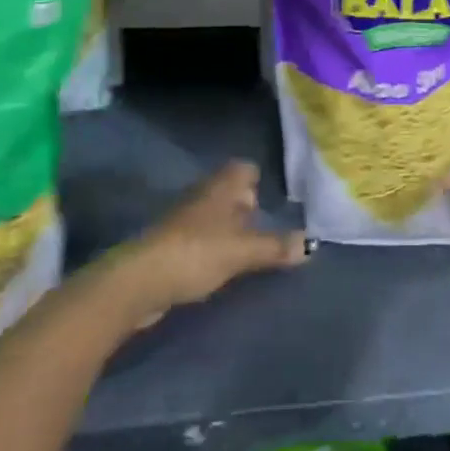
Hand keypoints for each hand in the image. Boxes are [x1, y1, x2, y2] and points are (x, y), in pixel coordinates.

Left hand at [113, 161, 308, 327]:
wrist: (139, 282)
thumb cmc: (196, 253)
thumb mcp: (242, 251)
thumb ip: (275, 247)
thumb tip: (310, 244)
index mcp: (221, 187)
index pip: (243, 168)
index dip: (258, 180)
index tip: (274, 200)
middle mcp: (203, 196)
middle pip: (229, 192)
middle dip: (246, 206)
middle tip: (267, 227)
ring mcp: (184, 220)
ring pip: (214, 215)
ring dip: (229, 229)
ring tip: (249, 250)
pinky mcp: (171, 245)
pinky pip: (201, 238)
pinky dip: (213, 247)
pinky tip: (222, 267)